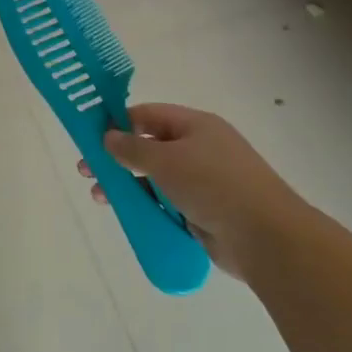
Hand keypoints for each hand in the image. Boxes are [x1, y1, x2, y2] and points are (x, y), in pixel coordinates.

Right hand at [79, 103, 296, 279]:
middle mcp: (199, 149)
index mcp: (196, 125)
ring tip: (100, 197)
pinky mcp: (204, 212)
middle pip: (150, 147)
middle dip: (117, 158)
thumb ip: (132, 148)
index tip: (91, 136)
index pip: (149, 115)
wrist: (265, 236)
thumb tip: (108, 136)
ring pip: (156, 179)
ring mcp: (203, 182)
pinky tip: (127, 215)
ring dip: (127, 185)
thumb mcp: (166, 160)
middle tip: (87, 171)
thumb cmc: (213, 184)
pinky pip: (167, 204)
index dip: (119, 122)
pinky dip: (147, 207)